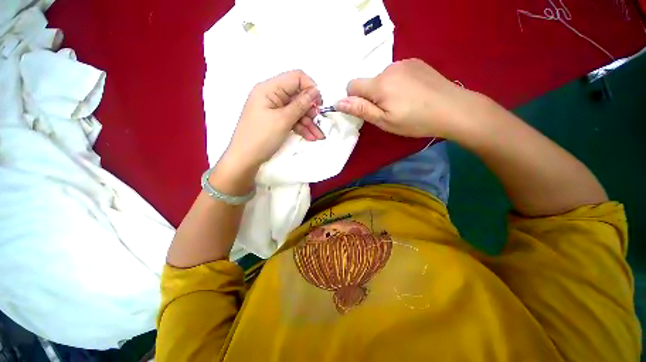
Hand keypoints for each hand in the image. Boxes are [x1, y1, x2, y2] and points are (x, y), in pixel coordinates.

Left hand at [223, 70, 324, 170]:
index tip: (319, 104)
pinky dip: (301, 128)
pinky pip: (292, 120)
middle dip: (310, 110)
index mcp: (269, 89)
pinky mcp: (276, 121)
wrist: (245, 159)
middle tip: (318, 122)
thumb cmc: (261, 137)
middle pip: (298, 96)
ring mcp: (274, 109)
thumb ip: (300, 104)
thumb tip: (315, 91)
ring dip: (309, 122)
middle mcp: (272, 96)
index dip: (310, 88)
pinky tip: (311, 137)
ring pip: (297, 111)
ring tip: (318, 136)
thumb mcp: (283, 120)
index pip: (296, 78)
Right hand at [335, 58, 484, 138]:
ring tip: (402, 102)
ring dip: (385, 89)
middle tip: (389, 110)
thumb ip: (361, 110)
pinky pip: (396, 72)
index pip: (352, 85)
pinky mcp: (416, 62)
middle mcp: (389, 68)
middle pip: (368, 82)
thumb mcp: (384, 121)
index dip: (354, 99)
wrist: (453, 109)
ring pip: (382, 77)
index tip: (368, 110)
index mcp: (380, 84)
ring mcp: (404, 62)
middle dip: (372, 96)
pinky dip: (397, 82)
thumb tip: (338, 102)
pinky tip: (411, 92)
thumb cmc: (415, 121)